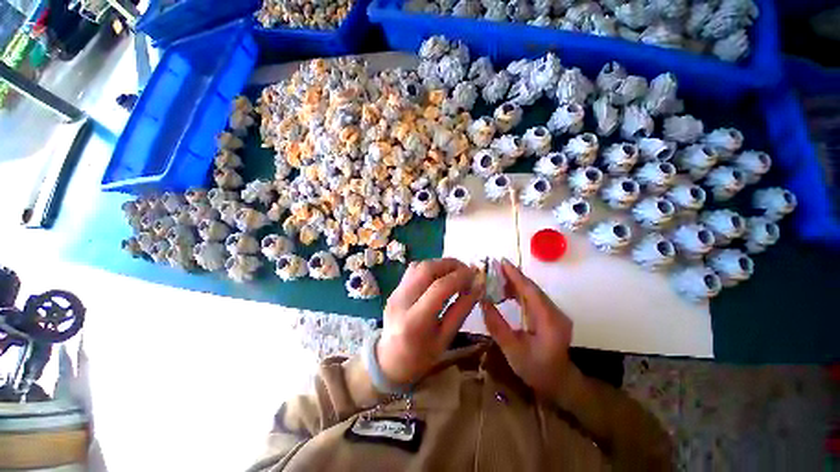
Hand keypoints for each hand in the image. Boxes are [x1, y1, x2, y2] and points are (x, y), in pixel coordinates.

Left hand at [377, 258, 481, 385]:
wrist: (389, 360)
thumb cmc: (421, 356)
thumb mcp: (446, 338)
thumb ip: (461, 310)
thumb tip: (477, 287)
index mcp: (415, 321)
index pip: (439, 288)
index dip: (460, 277)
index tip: (475, 276)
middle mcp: (401, 301)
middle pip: (426, 269)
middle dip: (450, 265)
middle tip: (467, 271)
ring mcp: (395, 292)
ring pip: (419, 265)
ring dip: (440, 264)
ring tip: (455, 272)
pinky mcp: (394, 289)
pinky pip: (413, 270)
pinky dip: (430, 268)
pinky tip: (440, 276)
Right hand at [481, 259, 573, 399]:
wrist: (560, 383)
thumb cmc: (536, 370)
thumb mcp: (512, 351)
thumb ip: (497, 325)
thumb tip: (482, 301)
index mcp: (549, 322)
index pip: (531, 292)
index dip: (516, 275)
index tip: (502, 261)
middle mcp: (555, 313)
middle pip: (532, 288)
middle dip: (512, 276)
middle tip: (492, 267)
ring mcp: (554, 312)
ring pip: (532, 291)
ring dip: (514, 283)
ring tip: (494, 278)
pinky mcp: (549, 314)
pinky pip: (532, 297)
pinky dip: (518, 291)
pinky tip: (504, 292)